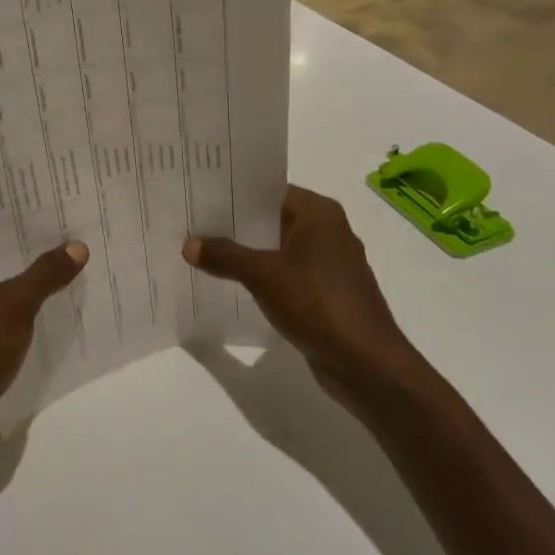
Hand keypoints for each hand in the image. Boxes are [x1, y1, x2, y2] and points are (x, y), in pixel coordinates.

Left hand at [0, 237, 88, 453]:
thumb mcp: (16, 305)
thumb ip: (46, 274)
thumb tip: (78, 246)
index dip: (8, 222)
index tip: (41, 213)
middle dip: (18, 253)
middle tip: (58, 238)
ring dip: (14, 284)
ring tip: (54, 271)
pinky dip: (7, 312)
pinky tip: (37, 312)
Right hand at [184, 185, 421, 408]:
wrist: (366, 364)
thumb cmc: (317, 303)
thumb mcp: (263, 275)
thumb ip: (225, 255)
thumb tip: (188, 244)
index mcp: (319, 213)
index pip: (269, 190)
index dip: (233, 192)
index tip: (200, 195)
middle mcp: (328, 230)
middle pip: (272, 217)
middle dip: (235, 223)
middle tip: (193, 222)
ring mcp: (330, 263)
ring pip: (278, 247)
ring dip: (248, 251)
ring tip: (205, 250)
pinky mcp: (327, 291)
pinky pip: (287, 272)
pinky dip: (263, 274)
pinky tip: (233, 281)